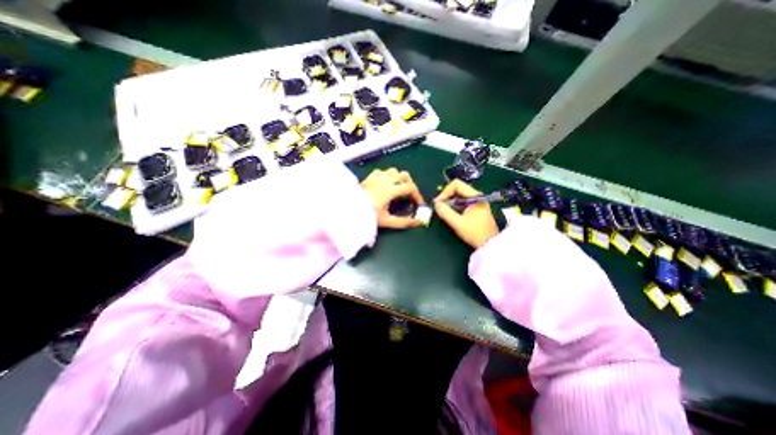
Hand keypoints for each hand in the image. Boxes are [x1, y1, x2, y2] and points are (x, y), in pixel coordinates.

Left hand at [362, 168, 426, 229]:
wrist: (349, 208)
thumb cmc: (368, 214)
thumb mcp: (387, 220)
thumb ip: (403, 222)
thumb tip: (416, 222)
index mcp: (391, 190)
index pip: (410, 188)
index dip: (417, 195)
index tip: (418, 203)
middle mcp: (386, 180)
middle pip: (404, 176)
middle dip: (410, 184)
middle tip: (410, 195)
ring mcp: (377, 177)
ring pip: (393, 171)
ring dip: (399, 178)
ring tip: (399, 188)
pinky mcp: (369, 177)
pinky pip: (381, 171)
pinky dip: (386, 175)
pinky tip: (385, 183)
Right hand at [433, 179, 499, 247]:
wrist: (490, 245)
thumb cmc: (475, 233)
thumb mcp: (458, 223)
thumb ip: (446, 213)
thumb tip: (436, 204)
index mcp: (475, 196)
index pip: (457, 184)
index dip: (445, 191)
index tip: (438, 202)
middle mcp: (476, 196)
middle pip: (457, 189)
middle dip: (446, 197)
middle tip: (438, 207)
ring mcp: (476, 202)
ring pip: (458, 196)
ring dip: (449, 202)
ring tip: (443, 211)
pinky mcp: (475, 208)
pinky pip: (461, 202)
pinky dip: (453, 206)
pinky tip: (450, 214)